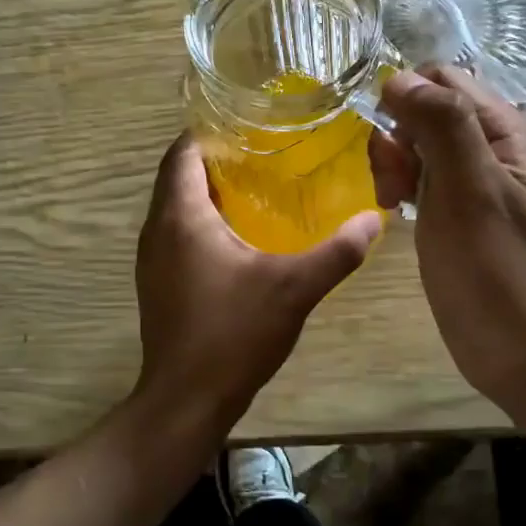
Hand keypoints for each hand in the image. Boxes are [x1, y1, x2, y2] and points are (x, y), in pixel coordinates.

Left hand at [133, 134, 380, 419]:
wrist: (186, 401)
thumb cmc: (234, 334)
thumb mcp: (295, 288)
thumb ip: (337, 252)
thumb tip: (374, 218)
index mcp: (181, 216)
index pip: (183, 151)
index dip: (212, 131)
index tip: (253, 124)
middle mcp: (157, 229)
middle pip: (178, 175)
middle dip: (216, 159)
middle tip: (265, 152)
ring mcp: (151, 258)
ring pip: (176, 206)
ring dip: (208, 192)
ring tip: (257, 186)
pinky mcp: (157, 282)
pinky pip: (176, 233)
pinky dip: (201, 221)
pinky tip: (239, 237)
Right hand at [368, 67, 525, 408]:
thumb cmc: (499, 273)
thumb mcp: (469, 192)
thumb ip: (441, 125)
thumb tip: (399, 77)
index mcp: (507, 132)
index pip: (445, 79)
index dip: (407, 98)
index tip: (389, 142)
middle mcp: (494, 149)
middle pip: (428, 110)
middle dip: (398, 137)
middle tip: (392, 185)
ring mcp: (478, 184)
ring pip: (421, 146)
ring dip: (396, 164)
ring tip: (392, 203)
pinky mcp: (462, 215)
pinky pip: (424, 180)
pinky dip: (404, 188)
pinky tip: (397, 213)